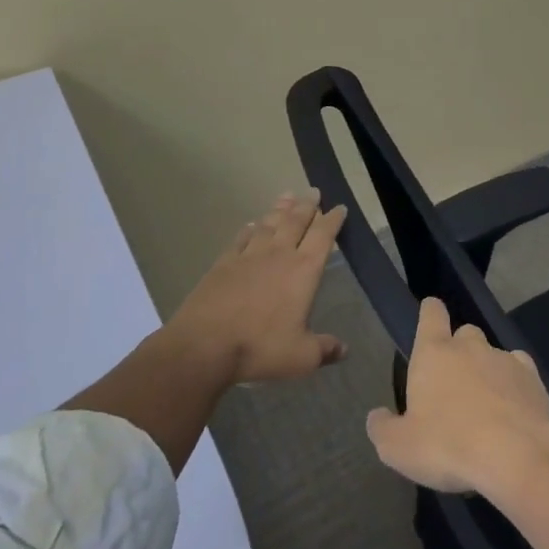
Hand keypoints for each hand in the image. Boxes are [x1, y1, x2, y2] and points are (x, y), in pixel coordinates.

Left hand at [167, 190, 349, 385]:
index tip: (339, 207)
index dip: (333, 220)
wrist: (204, 345)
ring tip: (288, 196)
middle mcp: (279, 255)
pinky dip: (250, 229)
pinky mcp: (224, 263)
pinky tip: (252, 224)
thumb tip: (344, 350)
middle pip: (296, 221)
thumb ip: (324, 350)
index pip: (323, 236)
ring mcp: (249, 256)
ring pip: (269, 224)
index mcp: (303, 271)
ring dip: (280, 209)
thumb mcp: (301, 357)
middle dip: (308, 205)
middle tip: (314, 191)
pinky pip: (242, 238)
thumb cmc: (260, 348)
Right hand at [366, 297, 548, 494]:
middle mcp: (470, 346)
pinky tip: (512, 408)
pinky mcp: (532, 377)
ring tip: (485, 404)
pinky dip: (514, 384)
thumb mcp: (399, 448)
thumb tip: (377, 416)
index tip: (431, 313)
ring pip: (492, 354)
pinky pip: (519, 371)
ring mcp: (504, 359)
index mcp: (434, 353)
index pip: (431, 314)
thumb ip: (383, 428)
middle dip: (459, 351)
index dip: (430, 312)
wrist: (516, 455)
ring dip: (486, 371)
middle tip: (454, 384)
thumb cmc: (448, 446)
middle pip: (464, 334)